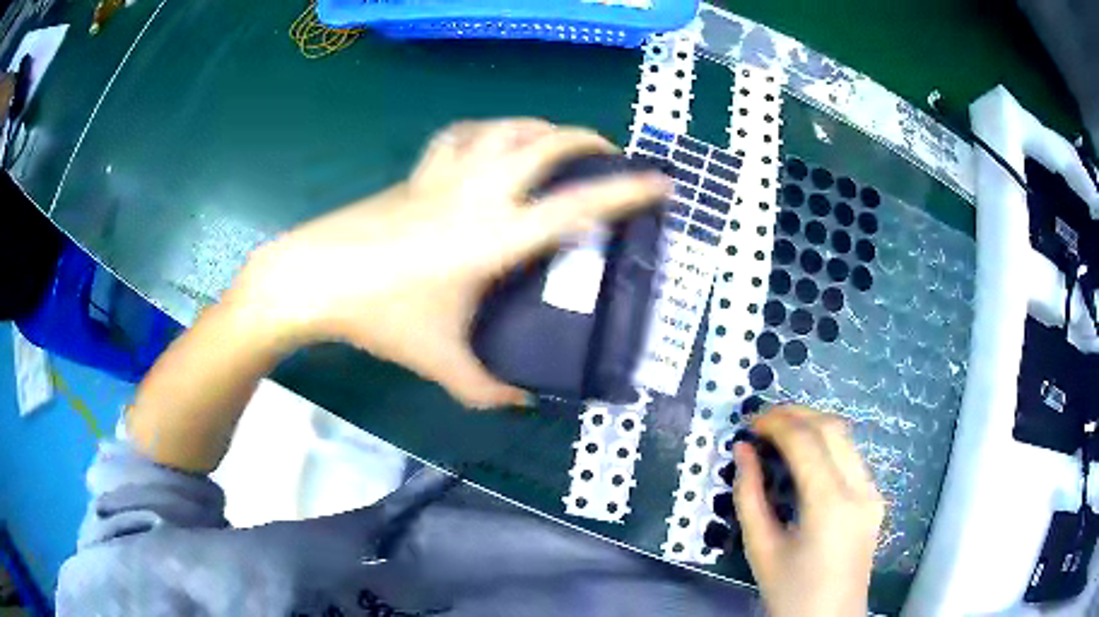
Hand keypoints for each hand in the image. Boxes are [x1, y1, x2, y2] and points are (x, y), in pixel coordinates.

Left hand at [237, 119, 669, 408]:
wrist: (314, 279)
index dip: (626, 191)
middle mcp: (478, 194)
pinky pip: (461, 135)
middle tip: (607, 154)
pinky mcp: (417, 173)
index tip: (661, 181)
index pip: (577, 208)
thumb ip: (486, 389)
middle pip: (544, 145)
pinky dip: (487, 130)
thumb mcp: (439, 361)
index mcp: (495, 238)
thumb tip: (521, 402)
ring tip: (556, 141)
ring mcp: (445, 175)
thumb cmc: (380, 318)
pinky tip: (490, 142)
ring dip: (540, 127)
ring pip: (504, 128)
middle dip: (586, 141)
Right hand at [733, 406, 883, 616]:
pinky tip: (805, 458)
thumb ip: (749, 495)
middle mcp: (859, 488)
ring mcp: (872, 491)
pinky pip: (851, 456)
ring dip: (812, 425)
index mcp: (830, 504)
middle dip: (795, 414)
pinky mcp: (874, 499)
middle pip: (832, 427)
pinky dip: (826, 445)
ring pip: (846, 437)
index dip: (776, 422)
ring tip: (780, 433)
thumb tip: (742, 451)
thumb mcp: (760, 548)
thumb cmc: (790, 592)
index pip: (806, 441)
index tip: (749, 423)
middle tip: (762, 421)